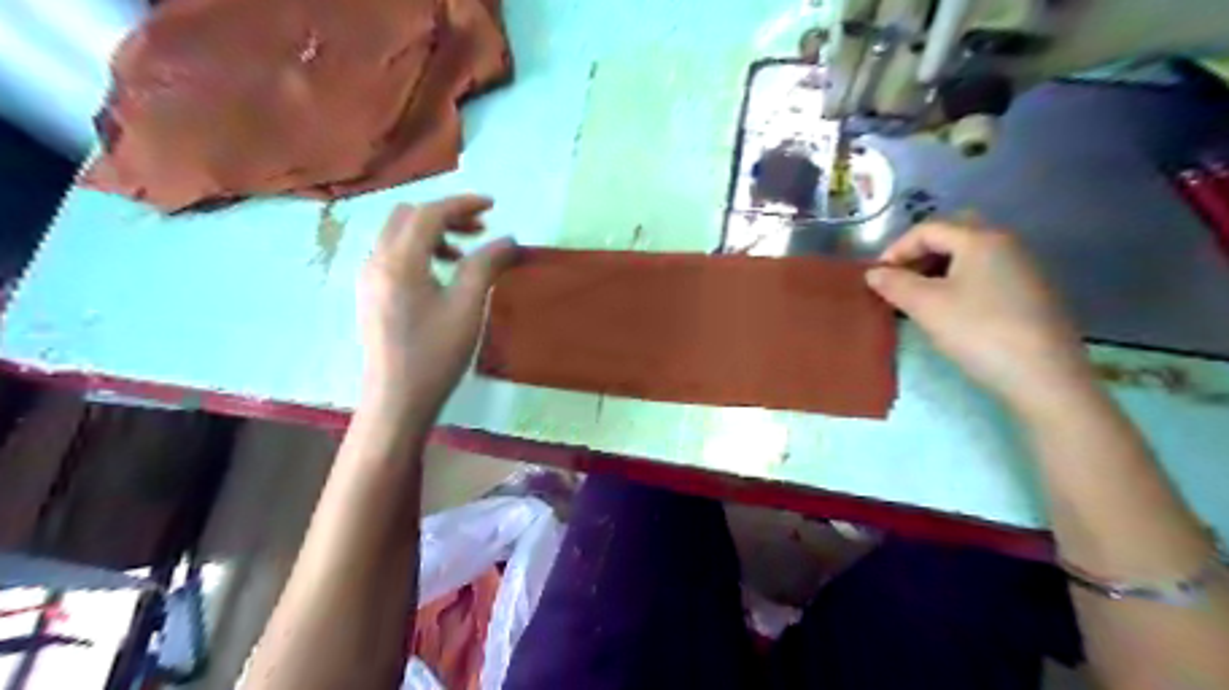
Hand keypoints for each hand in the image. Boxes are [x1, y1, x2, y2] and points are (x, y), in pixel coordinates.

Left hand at [362, 197, 523, 414]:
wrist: (397, 400)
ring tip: (464, 256)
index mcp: (399, 260)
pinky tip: (442, 276)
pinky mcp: (371, 294)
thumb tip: (507, 239)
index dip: (462, 203)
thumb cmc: (435, 354)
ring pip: (399, 235)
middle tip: (479, 231)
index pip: (429, 213)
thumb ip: (485, 265)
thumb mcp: (467, 307)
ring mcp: (369, 278)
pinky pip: (394, 255)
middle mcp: (376, 260)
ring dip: (433, 233)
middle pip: (408, 217)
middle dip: (446, 215)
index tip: (493, 206)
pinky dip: (421, 251)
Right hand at [863, 220, 1095, 408]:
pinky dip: (959, 283)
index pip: (927, 229)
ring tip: (918, 299)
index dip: (895, 249)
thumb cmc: (978, 331)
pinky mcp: (1032, 294)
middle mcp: (1007, 244)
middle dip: (919, 255)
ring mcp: (1024, 268)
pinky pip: (986, 275)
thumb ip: (894, 284)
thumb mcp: (925, 306)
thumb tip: (873, 272)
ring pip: (970, 256)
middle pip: (952, 235)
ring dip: (938, 270)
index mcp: (981, 239)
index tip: (876, 278)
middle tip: (899, 281)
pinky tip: (951, 311)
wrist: (1043, 377)